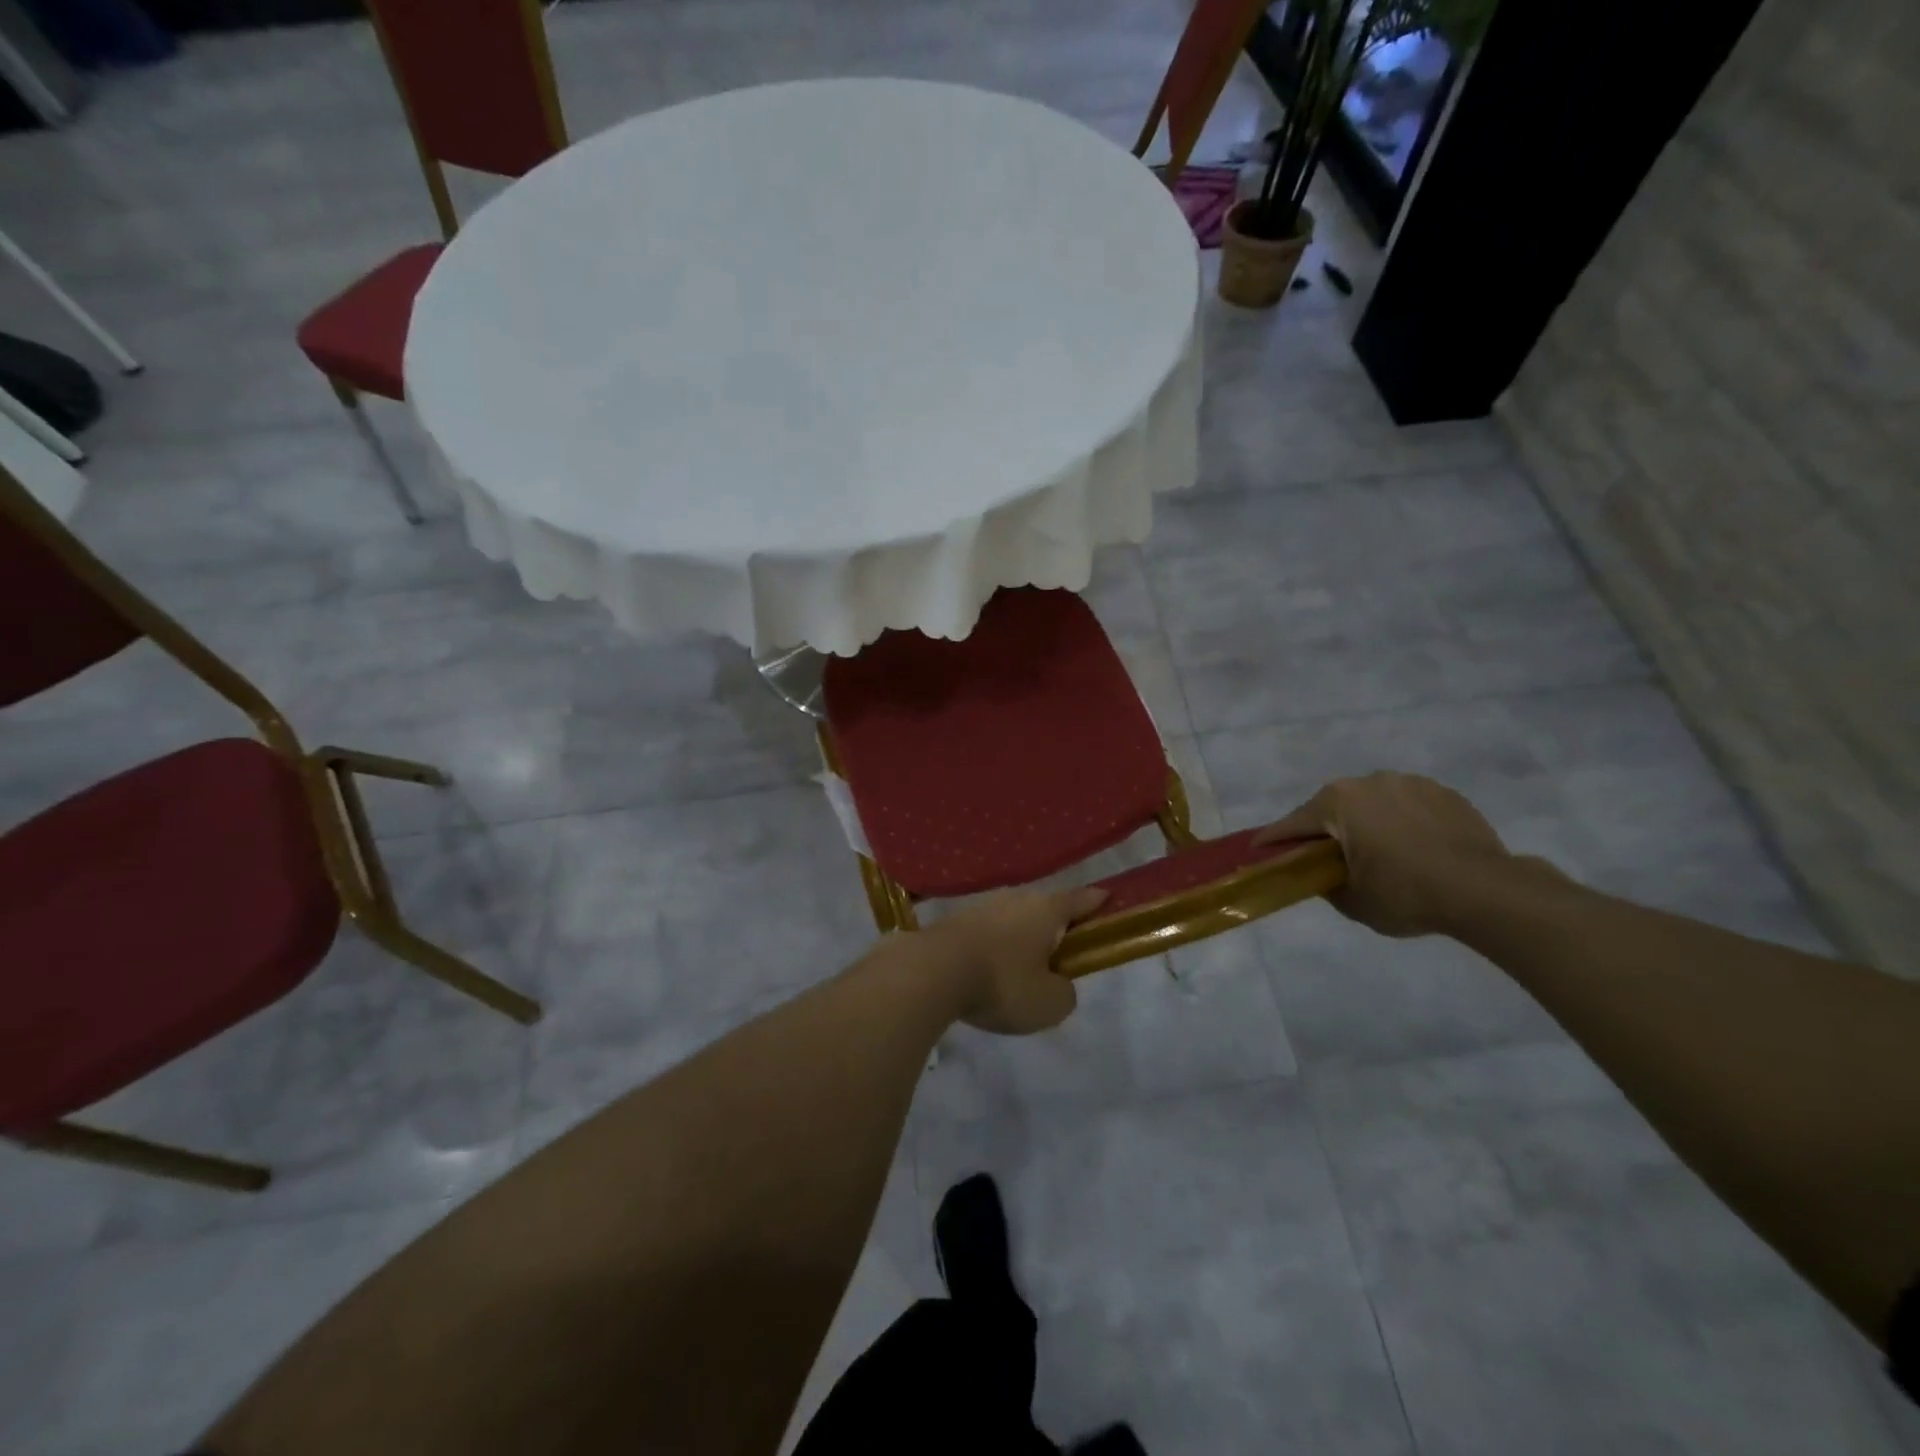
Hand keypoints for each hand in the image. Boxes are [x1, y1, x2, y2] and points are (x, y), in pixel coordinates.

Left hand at [923, 887, 1108, 1033]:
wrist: (932, 971)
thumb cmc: (1002, 983)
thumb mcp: (1049, 1003)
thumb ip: (1064, 992)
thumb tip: (1057, 984)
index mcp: (1047, 910)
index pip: (1080, 900)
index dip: (1097, 902)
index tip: (1108, 899)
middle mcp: (1016, 899)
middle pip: (1045, 908)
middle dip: (1055, 926)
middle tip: (1062, 953)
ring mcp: (983, 906)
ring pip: (1014, 919)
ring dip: (1021, 938)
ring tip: (1022, 969)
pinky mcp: (956, 921)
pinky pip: (988, 932)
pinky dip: (995, 947)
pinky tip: (989, 971)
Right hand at [1254, 772, 1512, 937]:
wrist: (1486, 891)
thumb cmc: (1406, 894)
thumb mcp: (1352, 901)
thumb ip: (1326, 883)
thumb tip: (1323, 874)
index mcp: (1338, 802)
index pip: (1294, 823)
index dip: (1274, 840)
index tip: (1257, 849)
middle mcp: (1369, 782)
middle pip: (1334, 808)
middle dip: (1326, 830)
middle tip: (1326, 858)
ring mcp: (1409, 783)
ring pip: (1373, 804)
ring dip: (1367, 823)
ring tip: (1379, 854)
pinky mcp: (1444, 793)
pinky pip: (1408, 806)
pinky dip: (1402, 823)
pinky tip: (1413, 848)